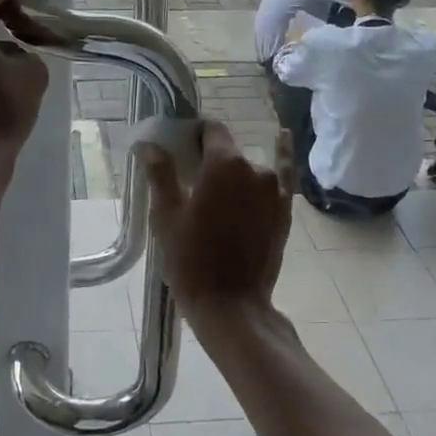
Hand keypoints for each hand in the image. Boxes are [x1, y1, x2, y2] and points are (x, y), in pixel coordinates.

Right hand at [141, 121, 293, 320]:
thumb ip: (161, 173)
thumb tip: (150, 144)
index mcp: (223, 164)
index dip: (194, 133)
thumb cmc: (191, 260)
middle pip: (228, 149)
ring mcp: (274, 190)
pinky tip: (283, 137)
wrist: (231, 306)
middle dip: (210, 156)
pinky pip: (284, 174)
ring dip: (233, 173)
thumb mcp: (166, 215)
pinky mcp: (285, 210)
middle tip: (190, 179)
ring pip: (248, 168)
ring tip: (215, 197)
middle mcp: (254, 168)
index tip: (180, 146)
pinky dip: (283, 155)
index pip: (210, 129)